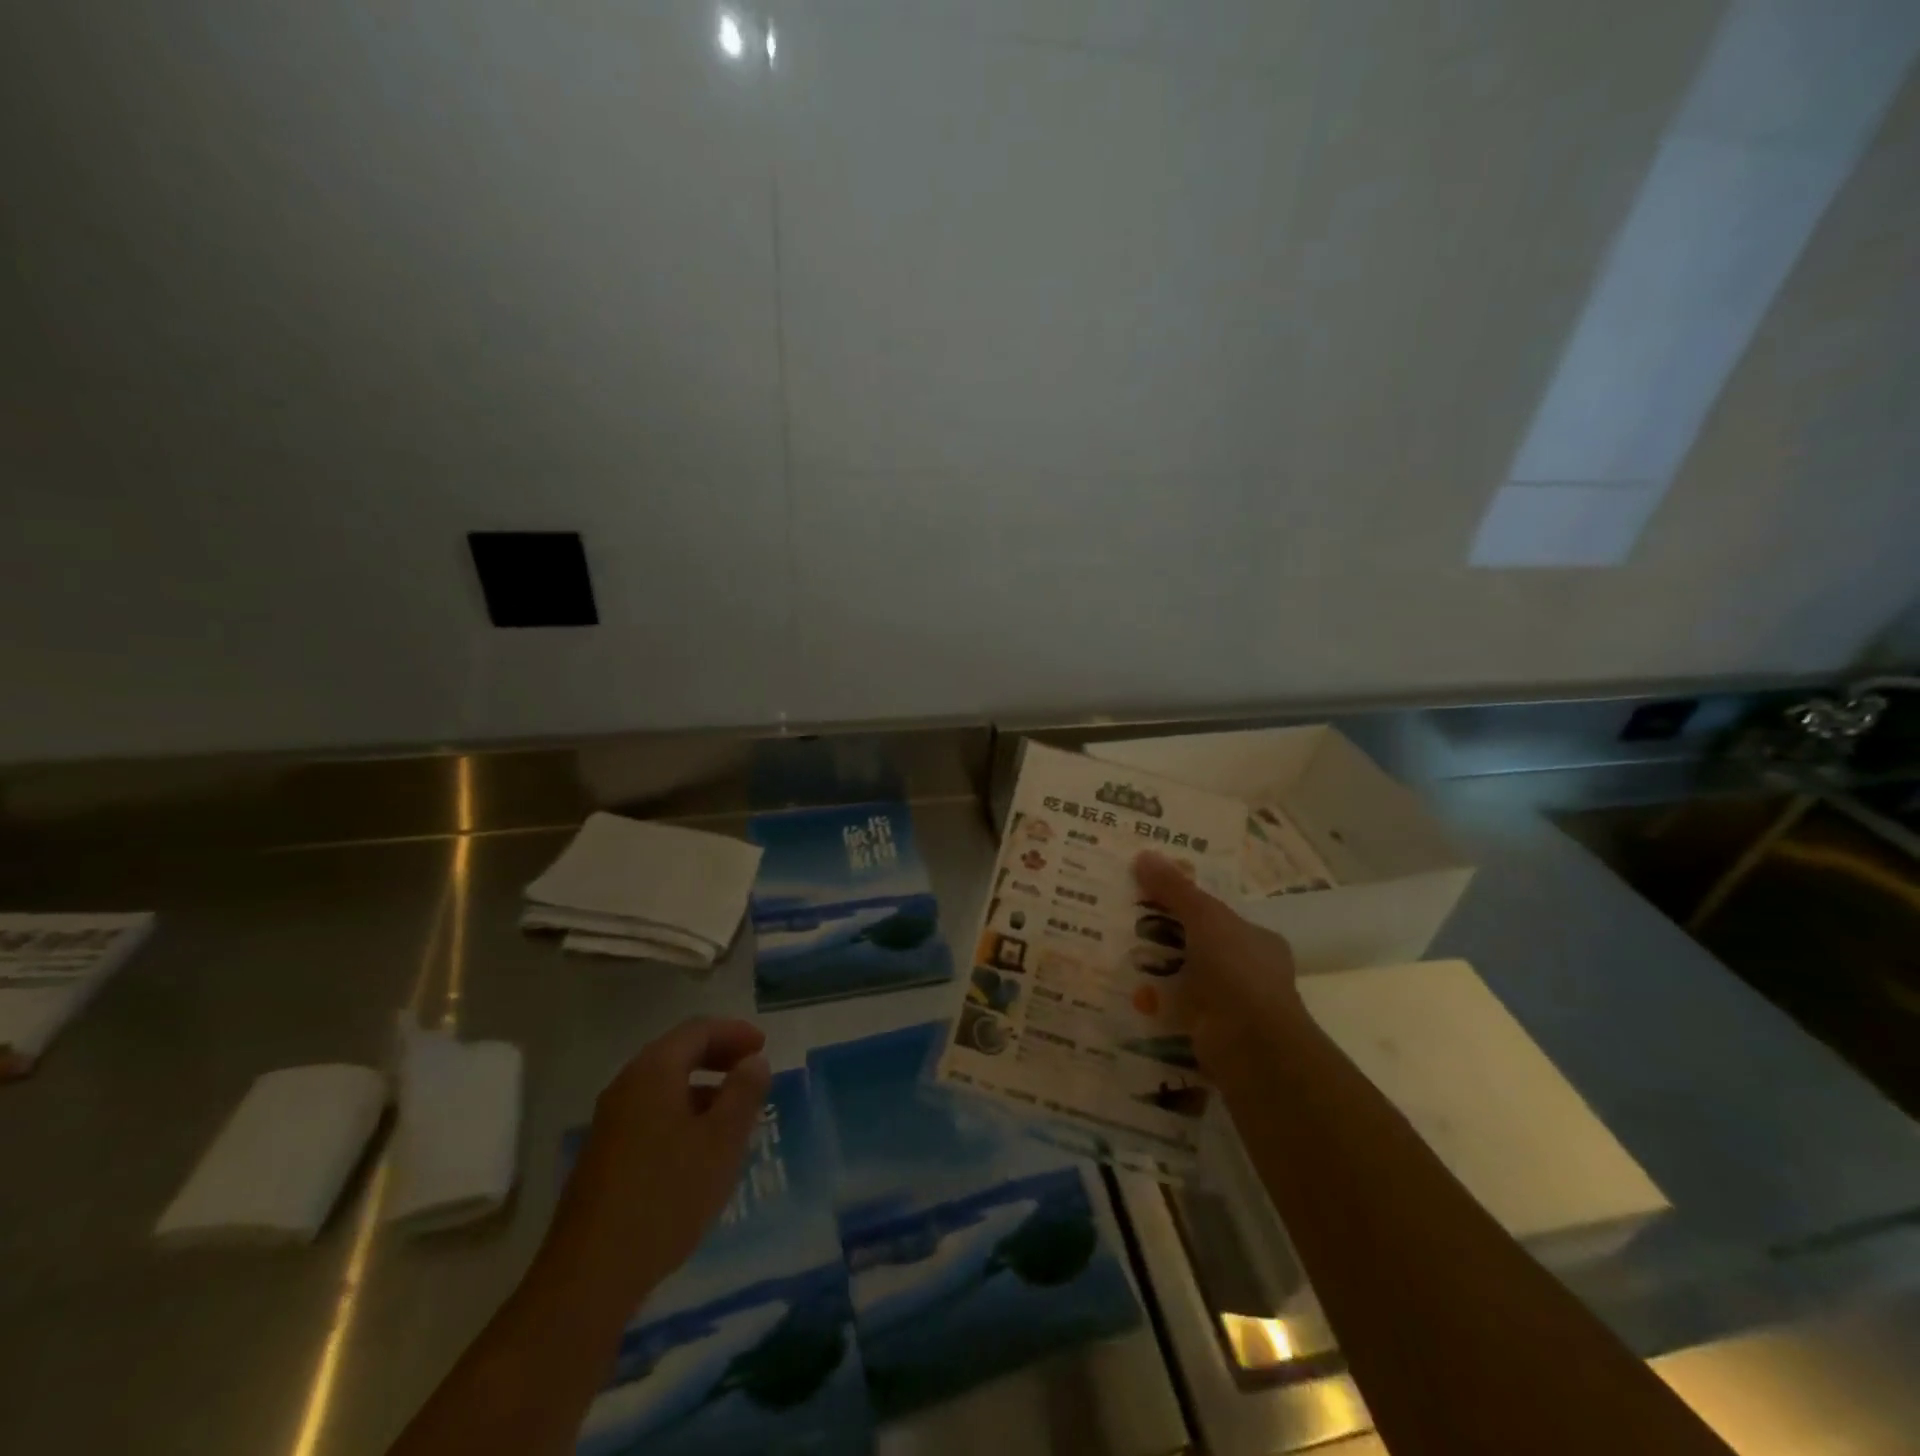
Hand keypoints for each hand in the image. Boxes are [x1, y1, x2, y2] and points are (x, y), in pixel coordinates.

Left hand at [550, 1017, 771, 1302]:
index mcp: (654, 1072)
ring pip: (663, 1085)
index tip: (763, 1047)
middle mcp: (627, 1086)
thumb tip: (753, 1061)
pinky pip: (651, 1113)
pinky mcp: (604, 1155)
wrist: (590, 1276)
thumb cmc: (666, 1196)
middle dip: (718, 1056)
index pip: (698, 1031)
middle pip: (677, 1053)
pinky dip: (682, 1111)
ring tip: (734, 1112)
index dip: (734, 1033)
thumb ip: (743, 1093)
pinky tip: (699, 1147)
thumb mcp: (722, 1141)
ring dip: (701, 1087)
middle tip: (752, 1070)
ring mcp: (610, 1122)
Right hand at [1133, 851, 1304, 1075]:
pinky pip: (1173, 1011)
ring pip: (1183, 979)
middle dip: (1162, 936)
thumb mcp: (1205, 917)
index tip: (1150, 892)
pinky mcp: (1209, 1034)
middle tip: (1119, 919)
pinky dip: (1151, 1004)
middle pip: (1196, 945)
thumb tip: (1143, 854)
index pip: (1217, 914)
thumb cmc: (1237, 972)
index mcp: (1258, 941)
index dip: (1185, 902)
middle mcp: (1249, 972)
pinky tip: (1121, 992)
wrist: (1251, 1048)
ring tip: (1110, 952)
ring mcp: (1230, 1007)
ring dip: (1153, 971)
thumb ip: (1175, 889)